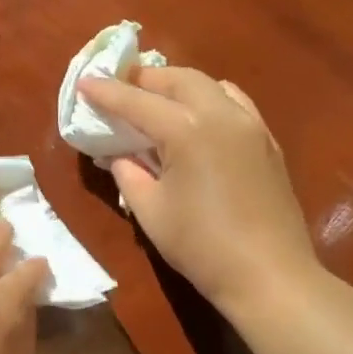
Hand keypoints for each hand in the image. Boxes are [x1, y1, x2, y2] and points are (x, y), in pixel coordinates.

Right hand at [77, 67, 318, 316]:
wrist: (269, 275)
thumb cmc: (200, 245)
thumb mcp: (149, 210)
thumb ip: (128, 173)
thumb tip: (119, 155)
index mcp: (187, 130)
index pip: (137, 102)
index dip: (106, 92)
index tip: (83, 82)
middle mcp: (221, 116)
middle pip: (179, 80)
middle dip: (145, 78)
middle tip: (118, 85)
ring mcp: (250, 126)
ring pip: (210, 85)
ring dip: (178, 85)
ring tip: (155, 97)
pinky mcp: (267, 142)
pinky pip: (234, 103)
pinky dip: (209, 98)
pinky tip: (197, 115)